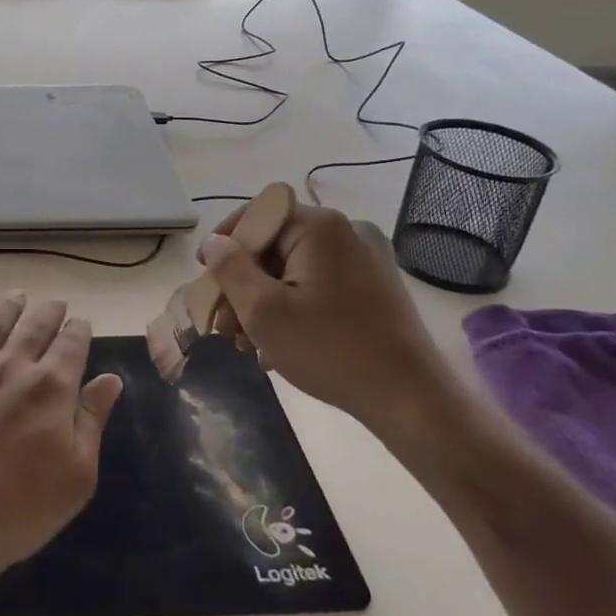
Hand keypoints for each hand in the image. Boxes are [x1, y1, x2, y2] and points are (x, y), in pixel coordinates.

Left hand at [0, 292, 122, 607]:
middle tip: (55, 303)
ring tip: (16, 296)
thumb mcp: (76, 476)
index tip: (82, 322)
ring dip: (7, 308)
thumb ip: (92, 422)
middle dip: (49, 312)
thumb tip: (110, 380)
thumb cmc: (18, 509)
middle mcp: (10, 368)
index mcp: (51, 388)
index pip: (71, 345)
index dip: (79, 330)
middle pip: (34, 327)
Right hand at [201, 202, 460, 438]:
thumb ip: (230, 269)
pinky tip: (278, 347)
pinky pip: (319, 285)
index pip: (257, 215)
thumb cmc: (329, 349)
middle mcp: (346, 232)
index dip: (225, 243)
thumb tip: (214, 242)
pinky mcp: (375, 288)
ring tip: (246, 344)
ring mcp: (366, 260)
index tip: (204, 276)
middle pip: (274, 246)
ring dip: (264, 301)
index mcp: (320, 227)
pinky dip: (293, 307)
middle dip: (242, 284)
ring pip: (294, 269)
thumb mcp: (263, 310)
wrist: (410, 400)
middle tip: (223, 325)